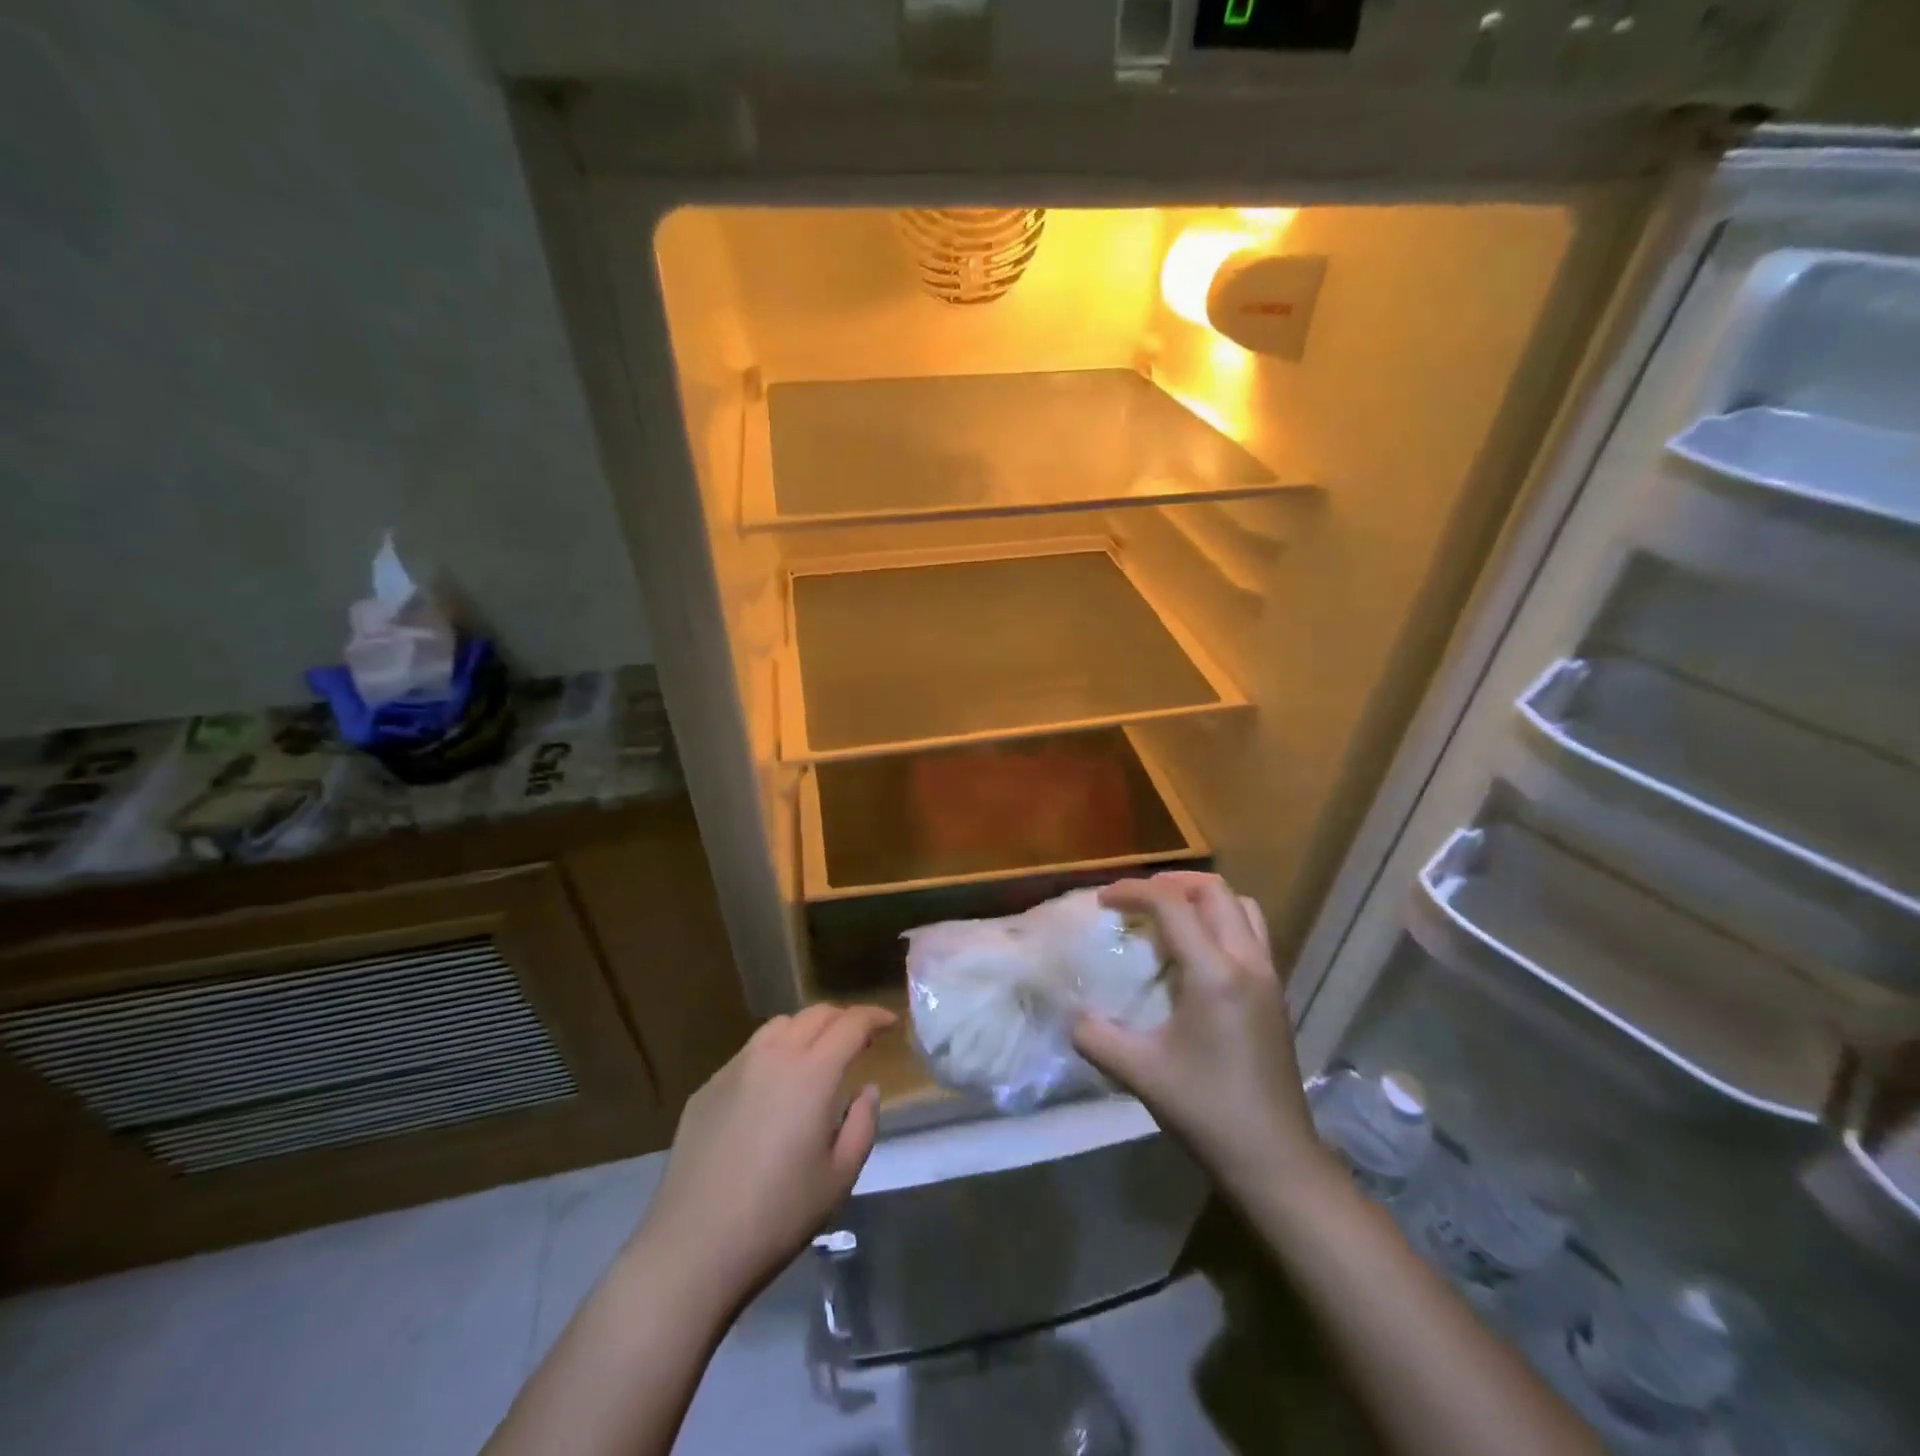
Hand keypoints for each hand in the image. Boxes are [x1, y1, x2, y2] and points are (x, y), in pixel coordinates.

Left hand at [631, 1003, 895, 1299]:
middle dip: (843, 1019)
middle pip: (815, 1015)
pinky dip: (773, 1053)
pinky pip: (749, 1053)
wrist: (693, 1246)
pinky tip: (772, 1088)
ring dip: (806, 1029)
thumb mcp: (840, 1176)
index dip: (875, 1016)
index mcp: (813, 1072)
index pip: (852, 1023)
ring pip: (779, 1026)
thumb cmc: (779, 1214)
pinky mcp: (707, 1088)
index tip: (890, 1023)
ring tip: (816, 1055)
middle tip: (859, 1038)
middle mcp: (774, 1055)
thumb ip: (862, 1124)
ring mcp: (735, 1067)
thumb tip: (866, 1089)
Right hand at [1072, 872, 1332, 1198]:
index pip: (1172, 905)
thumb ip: (1096, 1037)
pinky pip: (1251, 933)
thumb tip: (1072, 1017)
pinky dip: (1220, 922)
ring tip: (1169, 916)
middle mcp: (1248, 962)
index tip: (1102, 900)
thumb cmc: (1207, 1110)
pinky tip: (1195, 955)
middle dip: (1171, 883)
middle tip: (1136, 899)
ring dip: (1202, 899)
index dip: (1133, 891)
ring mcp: (1269, 977)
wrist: (1275, 1160)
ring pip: (1242, 907)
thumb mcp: (1140, 1073)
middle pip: (1214, 892)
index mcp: (1215, 973)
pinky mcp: (1276, 995)